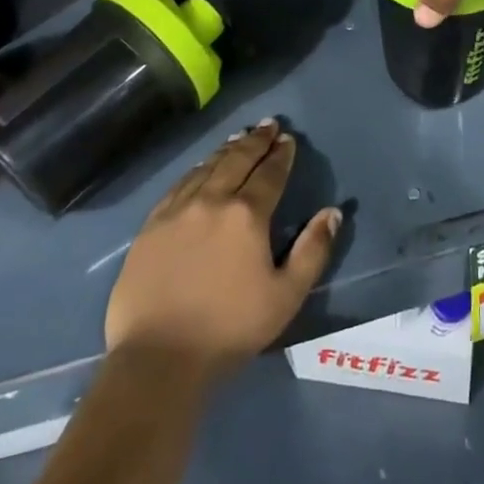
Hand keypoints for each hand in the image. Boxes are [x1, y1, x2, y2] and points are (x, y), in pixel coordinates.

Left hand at [105, 120, 340, 379]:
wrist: (158, 358)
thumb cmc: (230, 329)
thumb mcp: (286, 296)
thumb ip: (313, 251)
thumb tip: (332, 212)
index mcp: (247, 215)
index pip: (269, 174)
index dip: (281, 155)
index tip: (288, 139)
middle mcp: (211, 201)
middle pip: (237, 160)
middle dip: (256, 141)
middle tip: (268, 125)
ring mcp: (176, 211)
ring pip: (206, 168)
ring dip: (226, 150)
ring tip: (239, 138)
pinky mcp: (151, 226)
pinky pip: (178, 185)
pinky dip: (195, 170)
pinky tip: (200, 167)